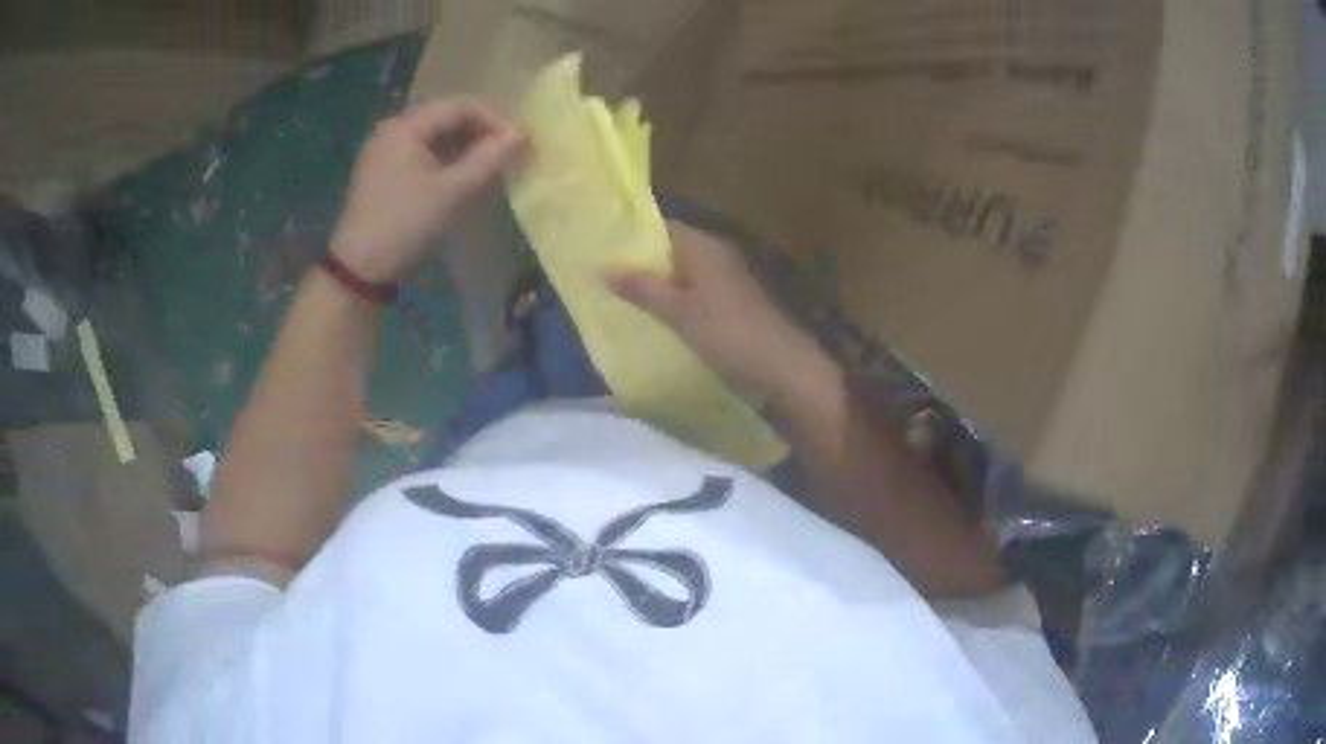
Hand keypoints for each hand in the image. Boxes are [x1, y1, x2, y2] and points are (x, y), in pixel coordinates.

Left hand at [330, 100, 521, 282]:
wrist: (358, 269)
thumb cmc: (406, 225)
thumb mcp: (453, 192)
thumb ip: (488, 159)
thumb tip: (519, 135)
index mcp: (406, 126)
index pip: (459, 106)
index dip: (493, 120)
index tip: (516, 143)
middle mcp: (391, 130)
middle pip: (444, 117)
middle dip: (477, 132)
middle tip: (502, 154)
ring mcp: (381, 151)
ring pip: (431, 136)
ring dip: (461, 146)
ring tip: (483, 167)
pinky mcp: (378, 172)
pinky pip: (417, 152)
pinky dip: (441, 158)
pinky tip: (455, 178)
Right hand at [607, 220, 835, 400]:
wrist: (782, 364)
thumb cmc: (727, 332)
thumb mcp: (678, 312)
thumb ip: (642, 288)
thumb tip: (602, 268)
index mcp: (703, 246)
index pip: (662, 227)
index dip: (634, 237)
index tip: (605, 250)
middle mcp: (717, 253)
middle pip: (673, 249)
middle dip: (643, 262)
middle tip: (608, 277)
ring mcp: (729, 276)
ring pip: (685, 271)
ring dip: (660, 282)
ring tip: (625, 296)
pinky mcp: (735, 299)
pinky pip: (697, 289)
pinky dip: (678, 297)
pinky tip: (659, 314)